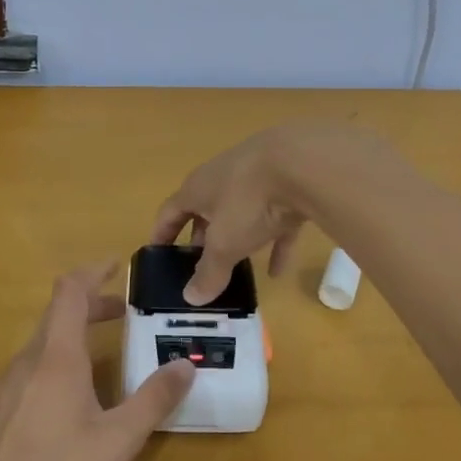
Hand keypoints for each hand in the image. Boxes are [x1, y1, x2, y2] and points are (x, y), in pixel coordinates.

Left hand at [0, 263, 193, 460]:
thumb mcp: (120, 440)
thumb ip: (154, 399)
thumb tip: (185, 365)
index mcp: (56, 358)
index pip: (70, 292)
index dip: (92, 272)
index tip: (115, 266)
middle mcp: (23, 363)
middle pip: (55, 318)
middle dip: (89, 310)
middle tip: (121, 317)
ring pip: (38, 350)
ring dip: (69, 343)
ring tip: (97, 367)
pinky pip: (21, 377)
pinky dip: (47, 372)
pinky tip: (59, 409)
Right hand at [152, 122, 386, 305]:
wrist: (303, 162)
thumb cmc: (248, 201)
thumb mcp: (224, 243)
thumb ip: (209, 272)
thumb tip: (190, 298)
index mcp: (197, 188)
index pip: (170, 212)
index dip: (161, 235)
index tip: (157, 256)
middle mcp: (222, 178)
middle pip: (205, 211)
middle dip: (201, 238)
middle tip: (199, 266)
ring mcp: (257, 178)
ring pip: (242, 214)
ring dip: (238, 239)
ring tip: (236, 268)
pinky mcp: (288, 185)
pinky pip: (276, 219)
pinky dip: (274, 244)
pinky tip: (279, 271)